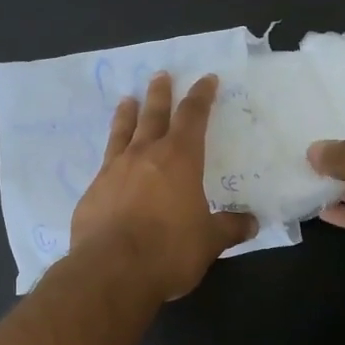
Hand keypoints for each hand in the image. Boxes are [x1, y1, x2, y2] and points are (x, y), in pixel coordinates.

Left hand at [71, 73, 258, 302]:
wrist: (111, 270)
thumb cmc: (168, 250)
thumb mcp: (208, 242)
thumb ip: (229, 228)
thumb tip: (251, 223)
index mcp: (179, 159)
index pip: (192, 117)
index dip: (201, 97)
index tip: (205, 80)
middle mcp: (144, 155)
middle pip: (153, 115)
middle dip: (160, 94)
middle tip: (160, 75)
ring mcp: (113, 171)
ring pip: (122, 133)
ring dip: (127, 114)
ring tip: (127, 100)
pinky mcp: (92, 192)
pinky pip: (105, 164)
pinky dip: (111, 155)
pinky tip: (109, 162)